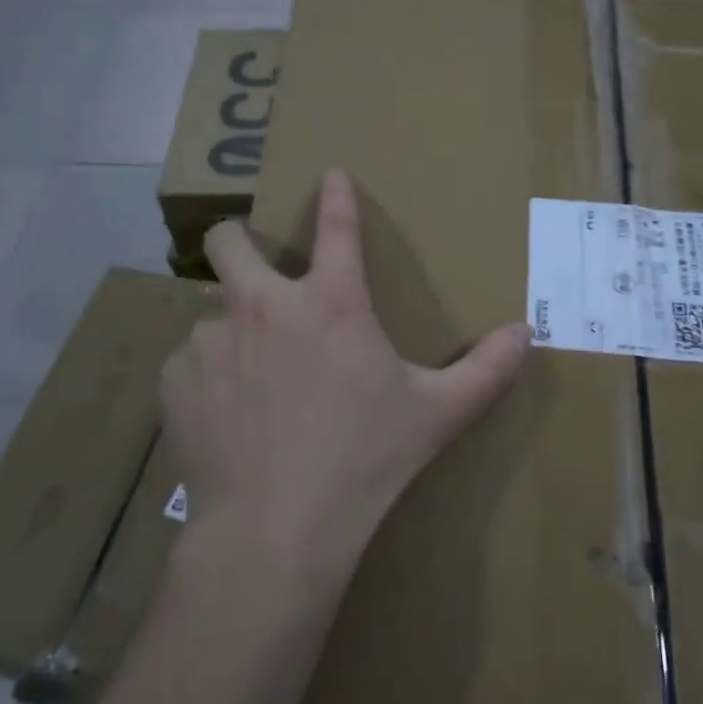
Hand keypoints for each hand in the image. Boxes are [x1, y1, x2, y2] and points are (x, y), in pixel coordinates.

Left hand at [159, 169, 530, 596]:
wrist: (274, 529)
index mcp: (330, 303)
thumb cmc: (363, 461)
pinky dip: (209, 374)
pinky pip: (190, 360)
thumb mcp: (436, 415)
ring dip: (231, 326)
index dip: (336, 195)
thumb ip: (486, 370)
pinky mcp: (176, 380)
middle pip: (229, 240)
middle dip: (240, 241)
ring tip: (252, 374)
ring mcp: (211, 340)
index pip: (337, 228)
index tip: (329, 173)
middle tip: (257, 268)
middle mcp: (262, 305)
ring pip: (210, 309)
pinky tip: (227, 414)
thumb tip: (526, 334)